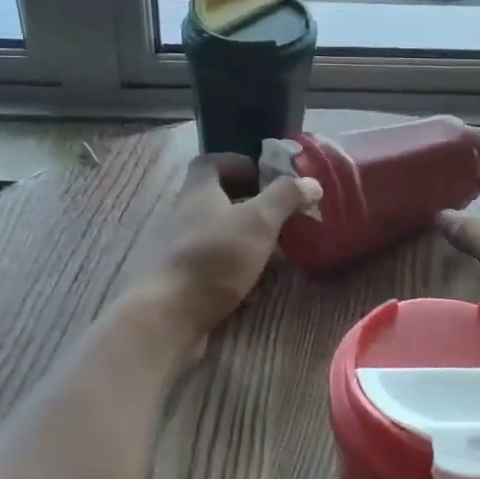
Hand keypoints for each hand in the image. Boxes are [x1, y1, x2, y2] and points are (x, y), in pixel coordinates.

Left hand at [115, 153, 320, 359]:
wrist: (167, 316)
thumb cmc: (214, 258)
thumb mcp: (258, 221)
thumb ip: (285, 197)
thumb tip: (312, 181)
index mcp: (197, 191)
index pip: (211, 163)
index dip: (238, 163)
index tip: (265, 175)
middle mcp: (182, 215)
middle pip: (213, 199)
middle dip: (245, 203)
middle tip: (276, 214)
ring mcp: (176, 250)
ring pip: (213, 234)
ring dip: (241, 238)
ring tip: (270, 250)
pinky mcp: (178, 281)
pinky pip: (209, 267)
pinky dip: (231, 271)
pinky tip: (251, 288)